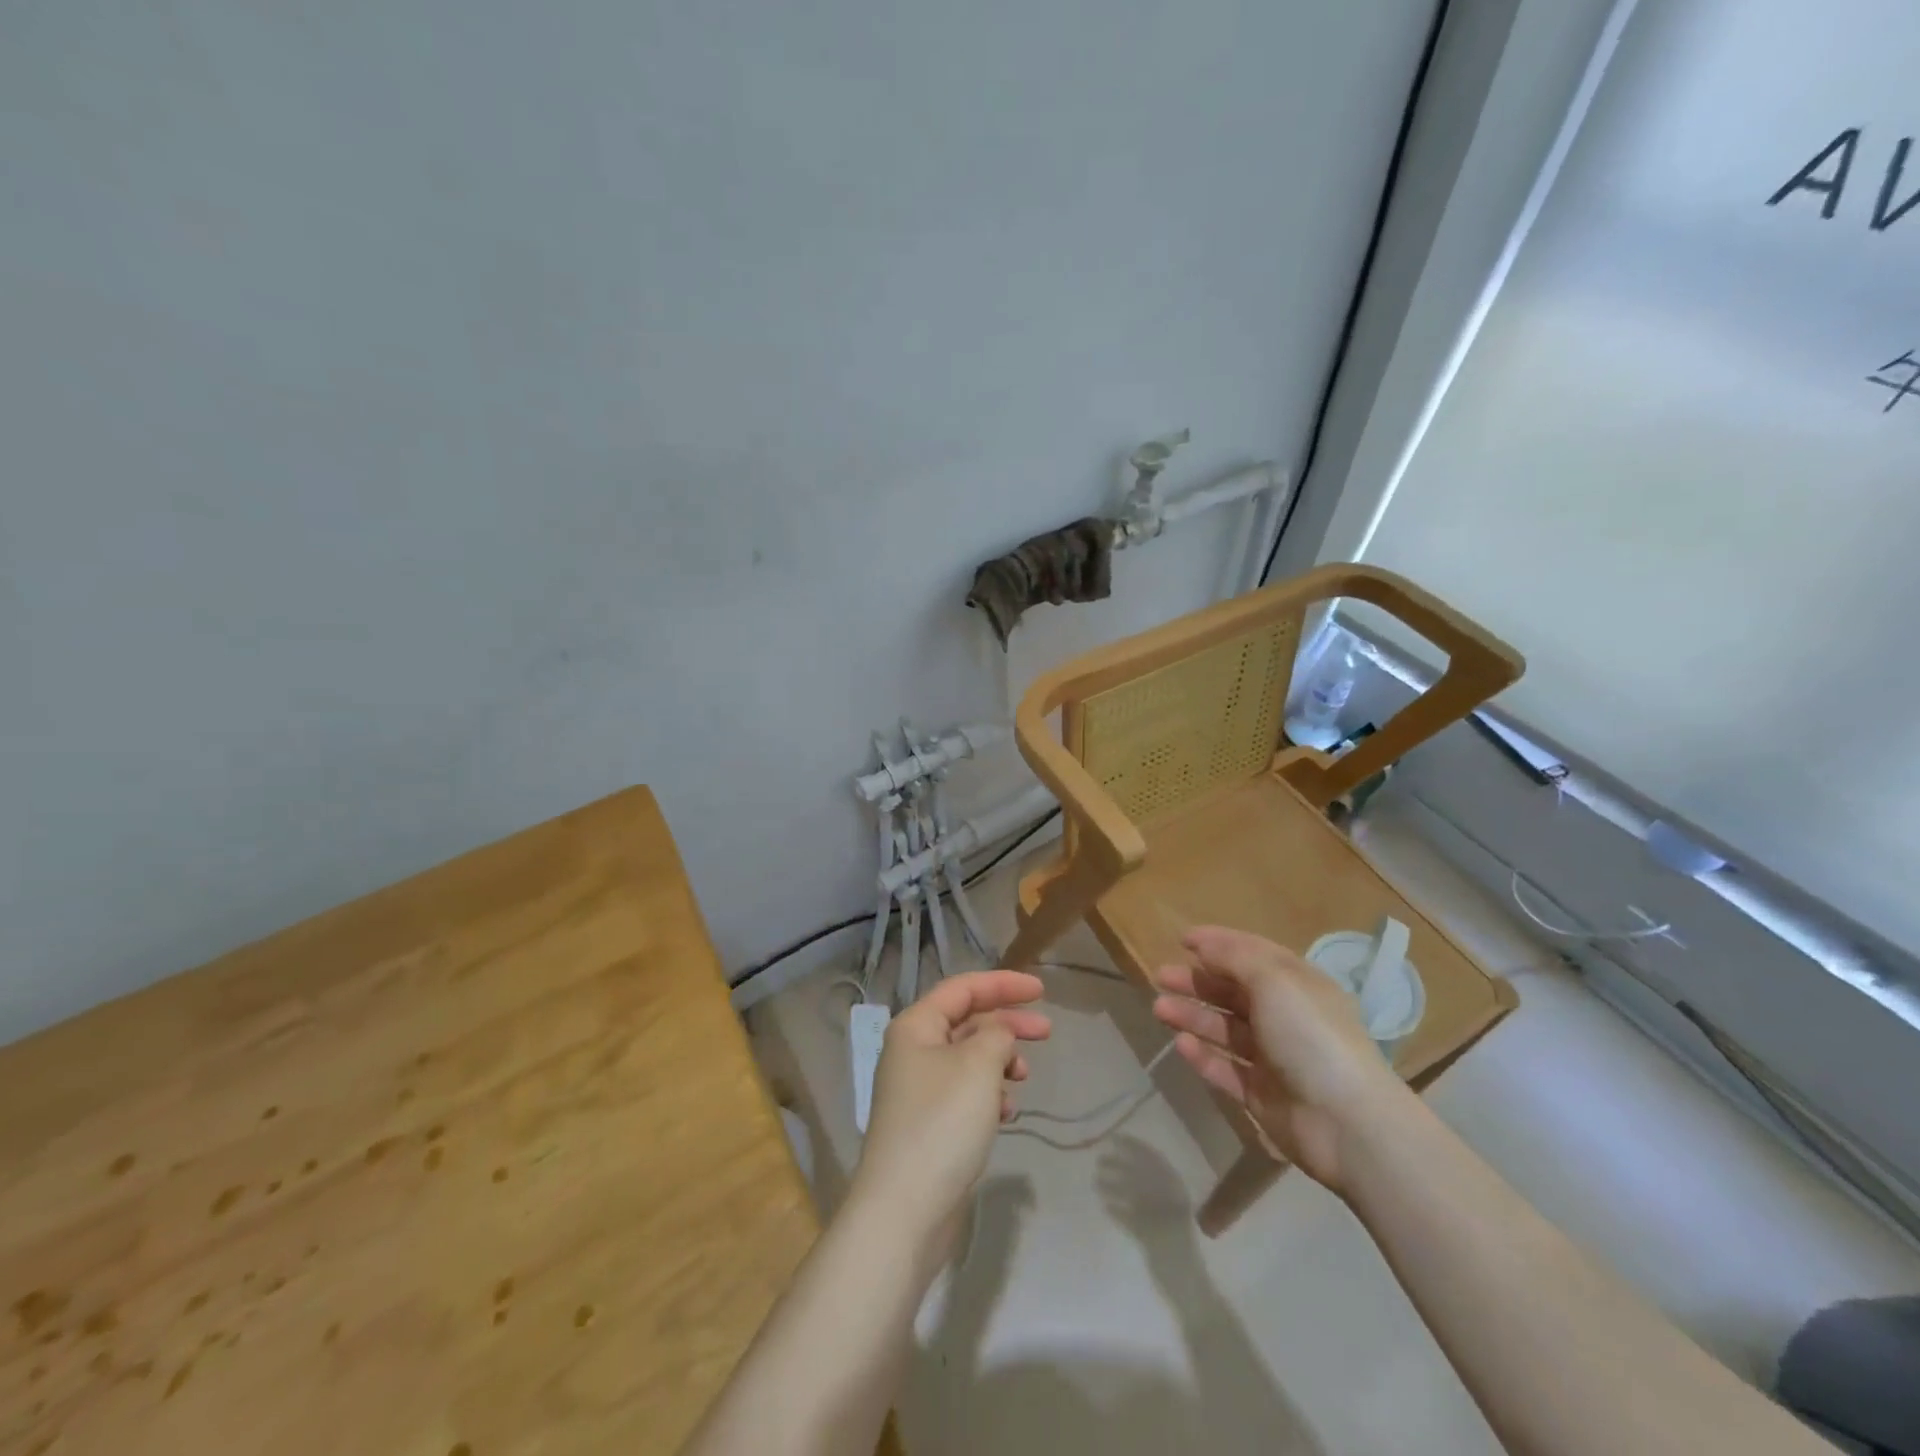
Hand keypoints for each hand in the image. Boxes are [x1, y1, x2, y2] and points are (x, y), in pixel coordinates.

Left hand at [852, 971, 1050, 1242]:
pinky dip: (990, 1094)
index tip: (1041, 990)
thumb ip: (997, 1035)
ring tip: (1022, 1077)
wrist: (905, 1210)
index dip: (1003, 984)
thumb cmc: (942, 1123)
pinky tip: (1007, 1112)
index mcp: (916, 1026)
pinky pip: (966, 1093)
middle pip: (968, 1022)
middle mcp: (913, 1051)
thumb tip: (999, 1034)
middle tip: (1047, 1032)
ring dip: (1000, 1061)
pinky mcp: (930, 1125)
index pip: (963, 988)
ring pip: (969, 1059)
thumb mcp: (978, 1065)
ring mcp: (920, 1090)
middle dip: (1008, 1023)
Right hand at [1152, 926, 1411, 1194]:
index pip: (1253, 955)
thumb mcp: (1275, 981)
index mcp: (1297, 985)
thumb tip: (1204, 946)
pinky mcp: (1263, 1095)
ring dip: (1193, 1016)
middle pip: (1234, 993)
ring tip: (1160, 1009)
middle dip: (1197, 982)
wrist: (1347, 1124)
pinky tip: (1181, 1045)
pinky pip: (1226, 1069)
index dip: (1219, 944)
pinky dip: (1204, 1056)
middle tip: (1160, 977)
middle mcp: (1286, 1017)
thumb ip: (1235, 958)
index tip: (1182, 940)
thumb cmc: (1311, 1036)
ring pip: (1225, 1030)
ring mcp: (1274, 1058)